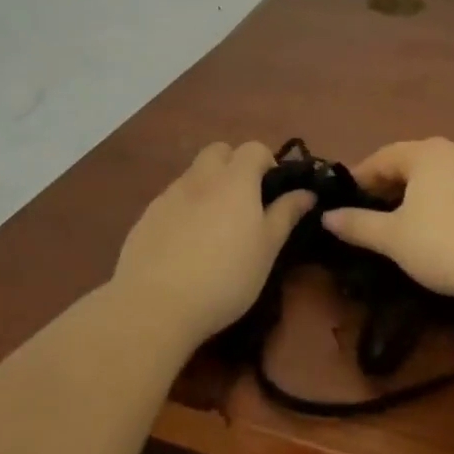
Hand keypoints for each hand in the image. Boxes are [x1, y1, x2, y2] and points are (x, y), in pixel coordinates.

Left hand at [113, 142, 314, 345]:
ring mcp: (169, 195)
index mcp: (235, 180)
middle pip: (219, 151)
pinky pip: (172, 200)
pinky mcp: (146, 217)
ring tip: (214, 228)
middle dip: (233, 165)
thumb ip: (286, 215)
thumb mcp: (267, 249)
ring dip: (208, 187)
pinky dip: (184, 210)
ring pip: (193, 175)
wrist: (155, 305)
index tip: (271, 192)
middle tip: (243, 202)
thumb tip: (307, 192)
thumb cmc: (225, 276)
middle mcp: (201, 177)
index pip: (254, 148)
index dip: (267, 162)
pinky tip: (185, 245)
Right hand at [321, 137, 453, 301]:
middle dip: (387, 186)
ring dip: (415, 195)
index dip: (359, 179)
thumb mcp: (394, 239)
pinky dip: (441, 203)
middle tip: (369, 213)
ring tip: (402, 223)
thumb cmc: (447, 244)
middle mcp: (452, 151)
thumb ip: (358, 225)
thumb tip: (326, 217)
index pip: (380, 158)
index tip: (344, 202)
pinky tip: (440, 229)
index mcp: (423, 153)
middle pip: (409, 163)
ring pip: (436, 177)